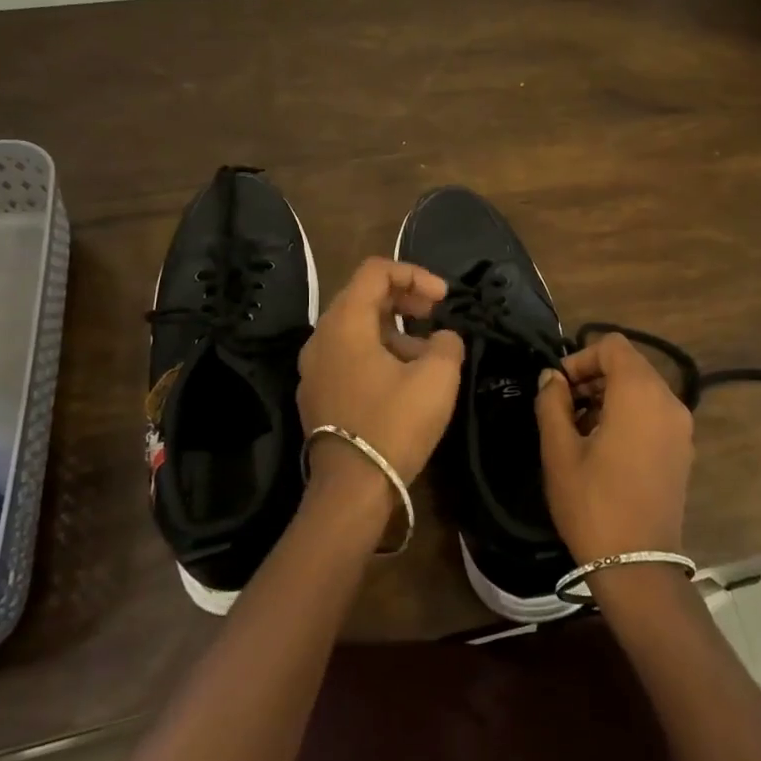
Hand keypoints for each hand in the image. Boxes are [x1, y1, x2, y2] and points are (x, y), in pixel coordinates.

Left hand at [296, 258, 463, 495]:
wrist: (351, 489)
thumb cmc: (394, 424)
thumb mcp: (437, 377)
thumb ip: (446, 343)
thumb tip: (442, 339)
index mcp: (345, 323)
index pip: (375, 271)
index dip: (414, 274)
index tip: (443, 298)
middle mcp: (321, 338)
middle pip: (363, 296)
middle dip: (405, 298)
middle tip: (436, 314)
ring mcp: (314, 368)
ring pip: (357, 329)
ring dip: (395, 329)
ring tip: (428, 354)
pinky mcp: (317, 394)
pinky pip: (348, 356)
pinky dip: (378, 352)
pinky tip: (404, 380)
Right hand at [534, 332, 692, 562]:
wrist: (637, 564)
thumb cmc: (592, 502)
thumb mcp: (559, 450)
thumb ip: (552, 402)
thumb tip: (551, 378)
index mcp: (639, 392)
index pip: (612, 346)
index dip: (580, 357)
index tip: (558, 388)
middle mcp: (668, 400)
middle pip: (629, 365)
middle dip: (593, 377)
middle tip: (562, 408)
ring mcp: (681, 426)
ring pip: (642, 389)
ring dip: (609, 397)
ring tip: (578, 430)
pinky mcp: (682, 449)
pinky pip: (653, 413)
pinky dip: (628, 414)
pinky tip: (603, 447)